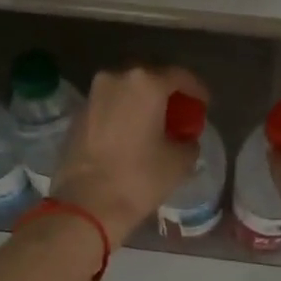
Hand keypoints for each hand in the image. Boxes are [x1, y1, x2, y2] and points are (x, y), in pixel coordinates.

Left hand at [51, 65, 209, 242]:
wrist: (86, 204)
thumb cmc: (139, 178)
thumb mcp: (179, 162)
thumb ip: (189, 142)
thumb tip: (185, 139)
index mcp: (145, 83)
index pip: (179, 76)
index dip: (196, 90)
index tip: (204, 105)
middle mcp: (116, 79)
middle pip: (149, 80)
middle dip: (166, 95)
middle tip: (179, 115)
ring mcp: (93, 96)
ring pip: (126, 92)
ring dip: (142, 105)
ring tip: (155, 126)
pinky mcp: (77, 116)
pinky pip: (108, 107)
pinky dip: (123, 116)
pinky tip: (131, 136)